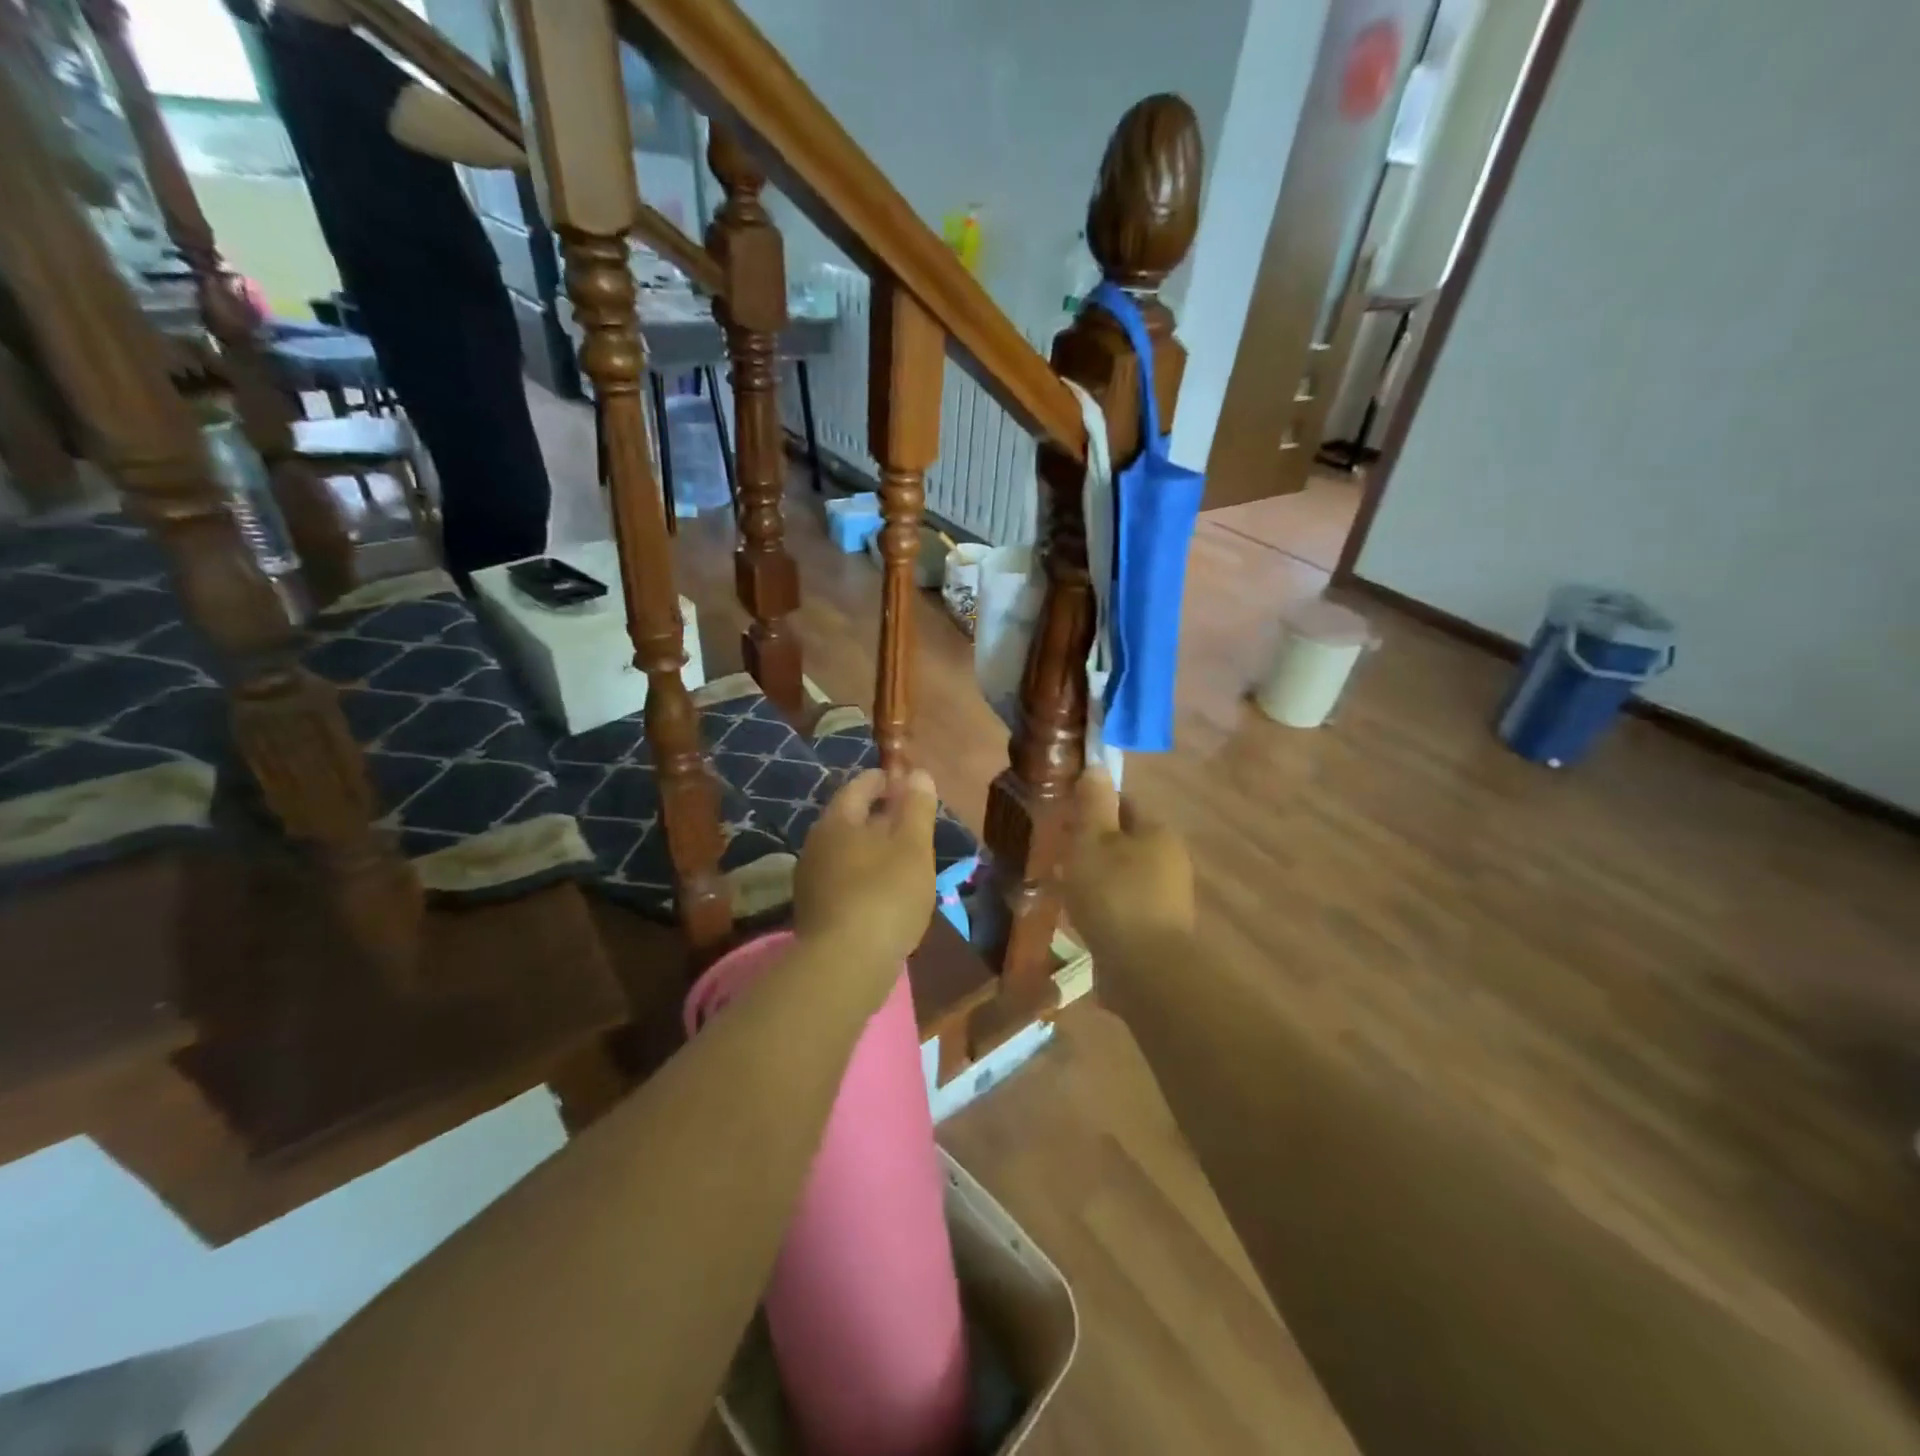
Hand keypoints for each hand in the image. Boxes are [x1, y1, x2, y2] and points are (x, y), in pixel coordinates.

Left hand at [794, 768, 937, 981]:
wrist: (845, 965)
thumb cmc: (885, 895)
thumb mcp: (913, 847)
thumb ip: (917, 808)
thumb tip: (917, 774)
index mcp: (837, 821)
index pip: (860, 786)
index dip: (886, 780)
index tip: (908, 783)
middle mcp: (816, 844)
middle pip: (850, 819)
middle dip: (880, 816)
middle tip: (911, 821)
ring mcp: (811, 880)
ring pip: (846, 851)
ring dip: (873, 848)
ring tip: (903, 857)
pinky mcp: (815, 911)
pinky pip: (843, 880)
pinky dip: (865, 876)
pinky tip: (885, 892)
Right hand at [1063, 768, 1194, 961]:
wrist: (1145, 969)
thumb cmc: (1114, 894)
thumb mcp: (1092, 841)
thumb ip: (1093, 803)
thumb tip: (1096, 766)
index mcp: (1156, 831)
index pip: (1124, 804)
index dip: (1093, 807)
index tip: (1064, 820)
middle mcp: (1170, 859)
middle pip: (1124, 841)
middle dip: (1093, 846)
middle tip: (1058, 857)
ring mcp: (1168, 897)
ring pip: (1124, 875)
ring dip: (1097, 879)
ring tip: (1064, 891)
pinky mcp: (1159, 929)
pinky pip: (1125, 906)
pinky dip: (1105, 907)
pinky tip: (1082, 920)